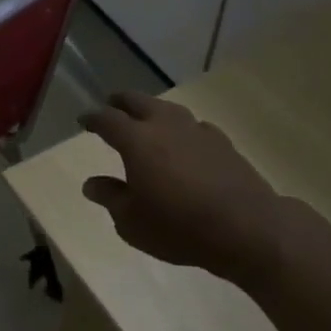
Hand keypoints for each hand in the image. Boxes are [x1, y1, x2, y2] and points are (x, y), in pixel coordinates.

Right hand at [78, 91, 293, 290]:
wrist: (247, 229)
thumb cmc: (179, 227)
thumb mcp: (132, 222)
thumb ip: (110, 197)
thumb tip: (91, 183)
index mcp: (136, 140)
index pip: (107, 119)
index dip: (92, 118)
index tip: (83, 121)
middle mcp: (164, 126)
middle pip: (138, 101)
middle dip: (121, 102)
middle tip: (112, 106)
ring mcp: (197, 131)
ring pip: (168, 109)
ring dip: (153, 110)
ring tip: (147, 119)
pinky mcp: (223, 143)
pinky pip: (195, 126)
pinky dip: (182, 129)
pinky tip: (186, 142)